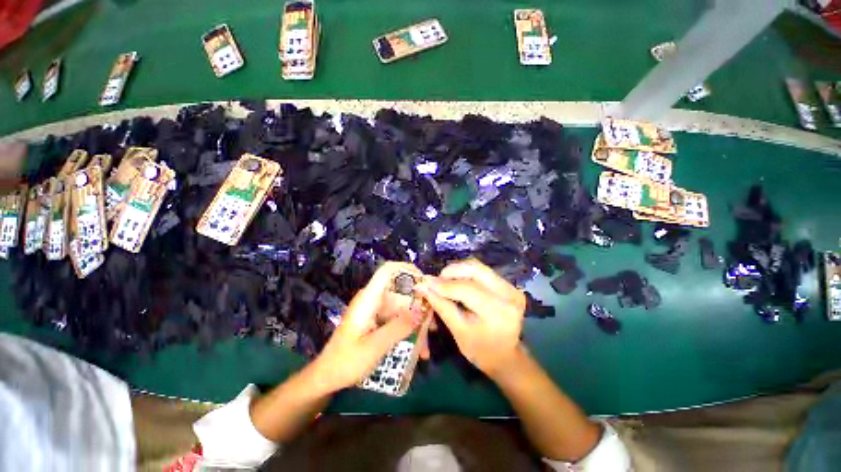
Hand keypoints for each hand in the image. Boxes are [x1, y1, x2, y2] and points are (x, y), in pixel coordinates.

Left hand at [310, 262, 425, 391]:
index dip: (408, 270)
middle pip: (402, 290)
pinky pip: (399, 318)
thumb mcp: (374, 347)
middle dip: (419, 304)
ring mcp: (377, 309)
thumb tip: (422, 310)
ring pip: (404, 306)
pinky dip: (409, 330)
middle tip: (432, 325)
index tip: (427, 284)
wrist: (327, 377)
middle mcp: (374, 299)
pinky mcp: (379, 320)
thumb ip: (398, 327)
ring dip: (417, 322)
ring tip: (427, 346)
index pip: (388, 270)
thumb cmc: (345, 362)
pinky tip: (419, 350)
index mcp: (369, 298)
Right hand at [416, 259, 526, 377]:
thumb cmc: (480, 349)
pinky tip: (458, 283)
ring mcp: (511, 287)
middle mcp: (509, 294)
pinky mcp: (508, 284)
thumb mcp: (458, 330)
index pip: (467, 289)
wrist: (505, 356)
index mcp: (498, 311)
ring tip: (445, 282)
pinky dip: (466, 273)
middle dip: (452, 271)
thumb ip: (441, 305)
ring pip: (478, 267)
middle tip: (437, 280)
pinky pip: (483, 271)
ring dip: (458, 271)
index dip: (444, 284)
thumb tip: (423, 285)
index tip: (426, 282)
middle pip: (475, 269)